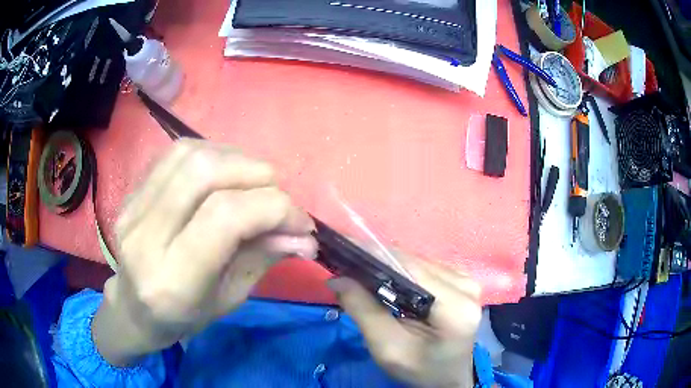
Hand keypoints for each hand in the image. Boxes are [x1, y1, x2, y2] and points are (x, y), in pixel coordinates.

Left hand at [93, 139, 317, 365]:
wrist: (134, 307)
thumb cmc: (185, 316)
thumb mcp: (230, 298)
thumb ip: (264, 258)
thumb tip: (305, 235)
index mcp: (173, 280)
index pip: (224, 217)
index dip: (273, 207)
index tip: (300, 222)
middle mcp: (146, 237)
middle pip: (204, 173)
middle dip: (256, 174)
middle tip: (277, 195)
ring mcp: (132, 208)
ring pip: (189, 155)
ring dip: (235, 158)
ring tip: (253, 181)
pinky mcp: (130, 192)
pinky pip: (174, 153)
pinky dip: (211, 152)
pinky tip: (224, 172)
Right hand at [328, 252, 480, 387]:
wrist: (447, 378)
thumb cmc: (420, 369)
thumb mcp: (387, 347)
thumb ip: (363, 311)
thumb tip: (337, 277)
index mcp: (455, 306)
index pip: (410, 268)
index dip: (375, 255)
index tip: (343, 246)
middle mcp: (467, 285)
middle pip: (415, 263)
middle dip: (378, 260)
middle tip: (346, 262)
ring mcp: (467, 281)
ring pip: (419, 262)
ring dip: (389, 265)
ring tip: (361, 269)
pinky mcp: (463, 282)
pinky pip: (426, 269)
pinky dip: (403, 272)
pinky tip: (386, 280)